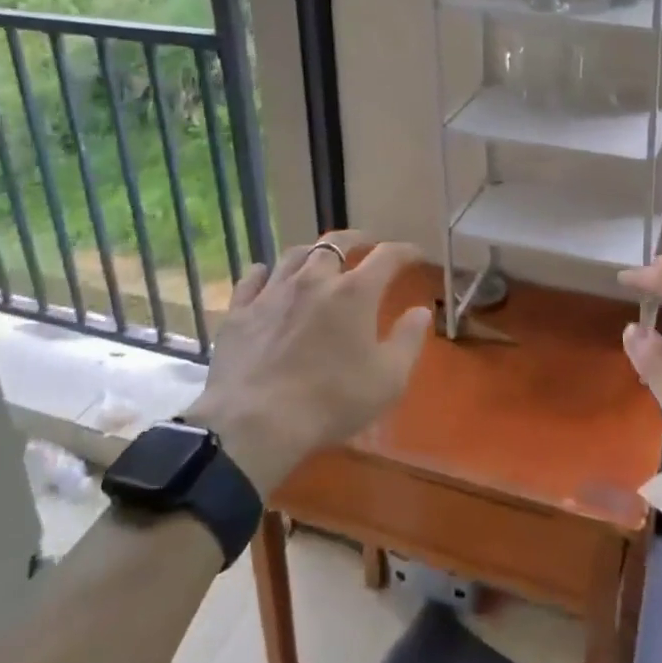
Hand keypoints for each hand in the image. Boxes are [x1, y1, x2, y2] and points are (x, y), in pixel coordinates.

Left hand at [182, 232, 429, 497]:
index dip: (406, 251)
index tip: (417, 255)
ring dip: (311, 253)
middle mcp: (314, 279)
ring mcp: (273, 292)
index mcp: (355, 292)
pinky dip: (264, 273)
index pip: (388, 256)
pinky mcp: (240, 311)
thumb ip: (408, 340)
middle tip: (365, 244)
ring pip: (293, 255)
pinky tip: (265, 275)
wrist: (254, 423)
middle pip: (335, 242)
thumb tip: (421, 311)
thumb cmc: (330, 401)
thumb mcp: (388, 380)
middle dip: (356, 239)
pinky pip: (252, 279)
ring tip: (318, 259)